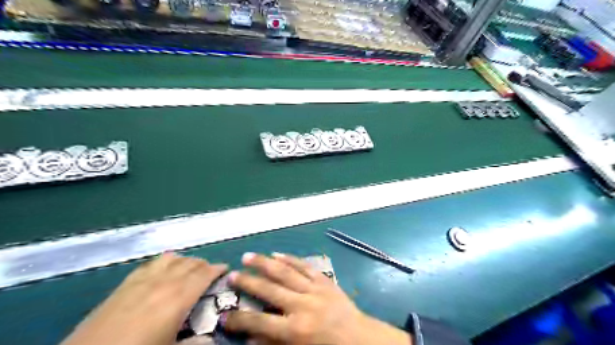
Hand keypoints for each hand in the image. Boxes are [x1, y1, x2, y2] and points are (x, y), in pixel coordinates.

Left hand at [61, 250, 227, 344]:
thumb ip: (195, 344)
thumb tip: (211, 340)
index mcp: (178, 298)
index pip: (204, 274)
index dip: (217, 269)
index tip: (225, 268)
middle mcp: (163, 282)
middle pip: (189, 264)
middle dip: (203, 264)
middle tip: (210, 270)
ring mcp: (142, 281)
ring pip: (171, 259)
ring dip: (184, 260)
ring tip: (189, 268)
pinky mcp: (123, 285)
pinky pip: (149, 264)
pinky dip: (163, 262)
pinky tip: (162, 268)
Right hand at [222, 253, 411, 344]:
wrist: (359, 338)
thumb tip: (250, 339)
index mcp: (295, 330)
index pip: (259, 324)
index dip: (239, 320)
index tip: (223, 316)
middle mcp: (301, 306)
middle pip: (269, 290)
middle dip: (248, 282)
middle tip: (231, 275)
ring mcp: (314, 289)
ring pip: (285, 272)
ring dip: (264, 263)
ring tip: (248, 256)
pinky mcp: (324, 281)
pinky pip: (304, 266)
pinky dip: (290, 259)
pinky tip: (278, 253)